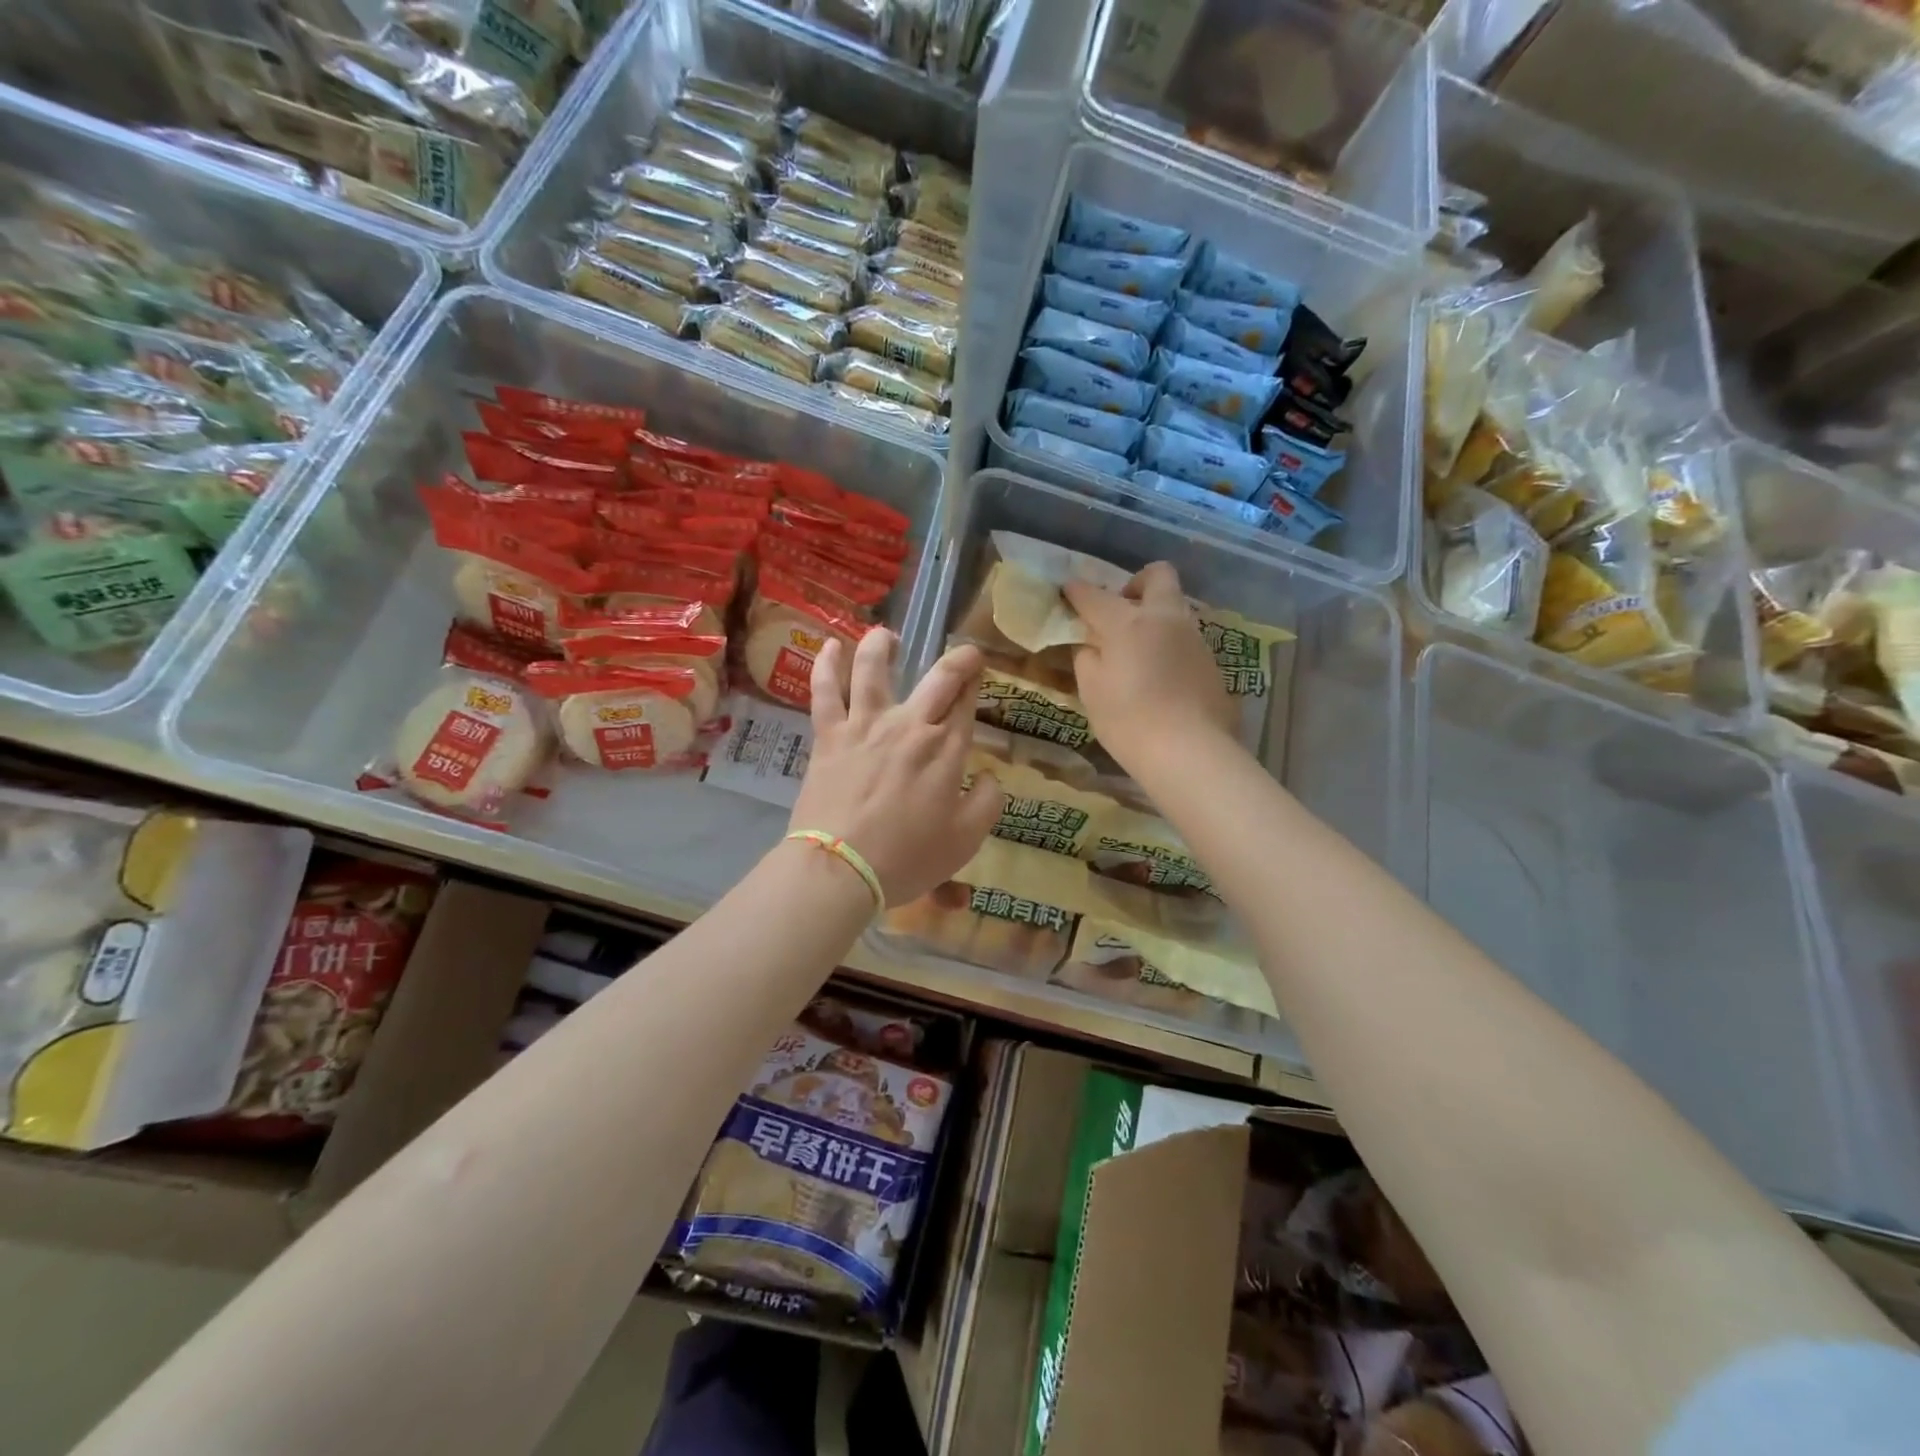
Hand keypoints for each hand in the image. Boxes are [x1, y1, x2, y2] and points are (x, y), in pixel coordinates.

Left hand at [789, 629, 1004, 905]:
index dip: (976, 682)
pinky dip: (827, 666)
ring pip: (873, 670)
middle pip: (937, 678)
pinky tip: (829, 646)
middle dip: (957, 660)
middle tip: (965, 653)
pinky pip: (826, 692)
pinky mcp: (829, 736)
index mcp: (946, 749)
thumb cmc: (908, 857)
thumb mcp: (965, 840)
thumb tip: (989, 777)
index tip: (980, 672)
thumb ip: (986, 803)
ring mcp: (865, 726)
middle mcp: (910, 726)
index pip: (966, 703)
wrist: (841, 868)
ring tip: (887, 635)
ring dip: (882, 646)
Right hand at [1063, 562, 1236, 767]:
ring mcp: (1194, 639)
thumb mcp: (1092, 691)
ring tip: (1137, 652)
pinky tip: (1159, 678)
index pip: (1095, 596)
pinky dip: (1168, 646)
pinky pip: (1185, 640)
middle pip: (1158, 576)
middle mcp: (1165, 619)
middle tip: (1120, 610)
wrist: (1190, 752)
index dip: (1077, 591)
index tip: (1068, 591)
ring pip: (1174, 609)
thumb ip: (1087, 658)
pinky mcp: (1211, 663)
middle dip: (1136, 583)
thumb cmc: (1128, 720)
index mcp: (1128, 623)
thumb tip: (1091, 645)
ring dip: (1154, 618)